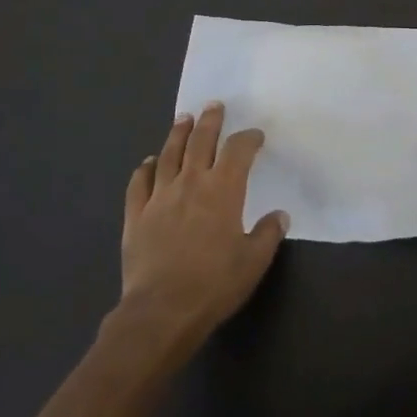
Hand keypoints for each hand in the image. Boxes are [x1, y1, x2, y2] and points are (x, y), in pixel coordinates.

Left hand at [120, 103, 288, 343]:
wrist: (161, 311)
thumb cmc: (214, 284)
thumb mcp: (253, 262)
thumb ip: (268, 234)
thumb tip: (280, 215)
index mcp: (223, 190)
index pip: (238, 150)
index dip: (248, 138)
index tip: (255, 136)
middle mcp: (191, 182)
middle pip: (201, 141)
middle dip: (210, 121)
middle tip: (213, 105)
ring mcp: (160, 196)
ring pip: (169, 154)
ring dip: (178, 134)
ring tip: (183, 119)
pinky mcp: (136, 215)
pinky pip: (139, 183)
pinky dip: (144, 169)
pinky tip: (147, 162)